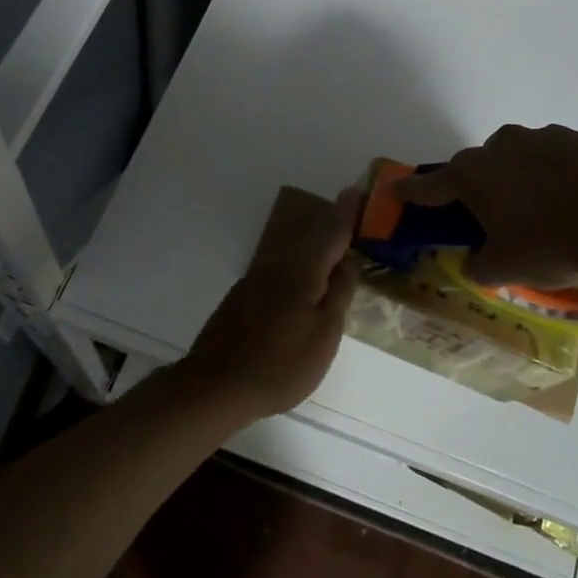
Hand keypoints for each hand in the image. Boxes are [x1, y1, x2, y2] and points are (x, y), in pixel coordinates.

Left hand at [177, 186, 358, 424]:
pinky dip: (299, 261)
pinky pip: (280, 265)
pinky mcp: (244, 295)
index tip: (359, 192)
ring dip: (314, 241)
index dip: (348, 213)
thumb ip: (338, 294)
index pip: (332, 232)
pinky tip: (305, 277)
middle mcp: (278, 264)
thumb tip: (348, 261)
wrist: (217, 385)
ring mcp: (257, 278)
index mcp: (302, 269)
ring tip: (335, 243)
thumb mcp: (324, 334)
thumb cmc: (281, 364)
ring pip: (293, 249)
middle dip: (331, 222)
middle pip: (310, 235)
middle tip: (352, 213)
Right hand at [397, 124, 577, 287]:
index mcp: (475, 174)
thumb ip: (479, 266)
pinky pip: (564, 160)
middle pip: (480, 165)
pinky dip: (563, 177)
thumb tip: (475, 263)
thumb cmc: (551, 243)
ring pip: (524, 158)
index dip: (412, 192)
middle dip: (481, 187)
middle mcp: (505, 146)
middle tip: (494, 217)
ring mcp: (548, 138)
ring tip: (547, 213)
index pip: (431, 185)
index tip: (396, 190)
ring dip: (524, 179)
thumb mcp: (506, 268)